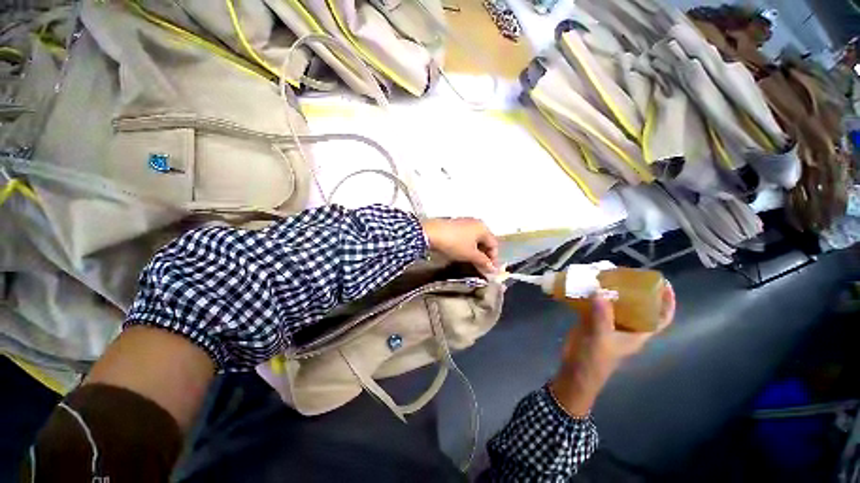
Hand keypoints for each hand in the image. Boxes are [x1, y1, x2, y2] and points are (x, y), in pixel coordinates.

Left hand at [421, 218, 498, 273]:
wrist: (431, 233)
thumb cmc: (454, 244)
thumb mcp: (470, 255)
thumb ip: (483, 262)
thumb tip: (492, 269)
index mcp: (483, 228)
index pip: (494, 245)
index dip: (493, 259)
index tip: (490, 270)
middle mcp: (476, 223)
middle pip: (485, 241)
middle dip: (484, 255)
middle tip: (482, 267)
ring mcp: (465, 222)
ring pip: (475, 239)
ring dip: (476, 252)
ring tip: (472, 262)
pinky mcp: (455, 225)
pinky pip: (466, 237)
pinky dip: (468, 246)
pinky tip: (463, 253)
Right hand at [550, 284, 675, 416]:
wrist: (575, 370)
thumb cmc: (595, 360)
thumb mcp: (601, 339)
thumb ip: (601, 317)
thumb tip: (600, 291)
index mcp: (637, 334)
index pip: (660, 318)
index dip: (667, 302)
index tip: (664, 284)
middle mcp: (625, 326)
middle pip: (637, 306)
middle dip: (635, 289)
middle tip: (626, 273)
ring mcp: (608, 323)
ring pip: (615, 303)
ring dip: (611, 289)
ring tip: (605, 274)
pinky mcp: (591, 320)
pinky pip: (595, 303)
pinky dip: (591, 294)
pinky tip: (585, 285)